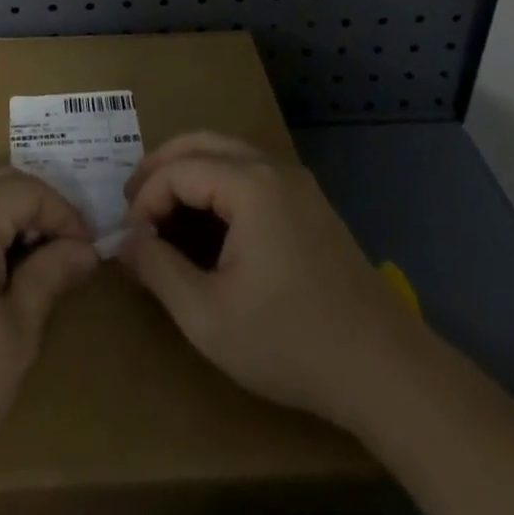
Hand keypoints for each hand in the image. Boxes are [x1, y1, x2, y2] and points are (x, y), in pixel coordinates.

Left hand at [0, 165, 98, 486]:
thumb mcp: (16, 333)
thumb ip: (50, 276)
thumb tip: (84, 249)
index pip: (30, 190)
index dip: (65, 214)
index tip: (89, 250)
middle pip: (0, 179)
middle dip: (39, 205)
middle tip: (66, 248)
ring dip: (10, 213)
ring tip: (36, 259)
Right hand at [118, 130, 416, 425]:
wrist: (387, 372)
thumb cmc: (291, 342)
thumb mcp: (208, 317)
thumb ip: (157, 270)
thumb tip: (126, 240)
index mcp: (249, 185)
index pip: (178, 170)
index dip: (145, 199)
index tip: (129, 238)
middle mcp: (273, 168)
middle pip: (201, 142)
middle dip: (161, 167)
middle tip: (134, 203)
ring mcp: (297, 183)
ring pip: (227, 153)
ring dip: (189, 171)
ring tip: (163, 210)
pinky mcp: (311, 204)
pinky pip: (251, 173)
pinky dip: (218, 183)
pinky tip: (208, 222)